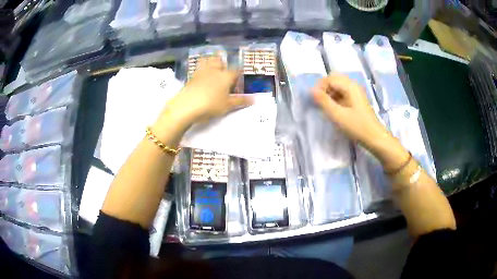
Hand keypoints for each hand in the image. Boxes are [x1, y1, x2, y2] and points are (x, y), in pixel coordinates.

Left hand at [163, 56, 252, 125]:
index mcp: (225, 76)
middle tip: (223, 67)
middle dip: (222, 62)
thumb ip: (240, 101)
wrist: (187, 105)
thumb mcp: (228, 105)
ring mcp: (201, 72)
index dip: (239, 72)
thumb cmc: (211, 105)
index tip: (240, 76)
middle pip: (219, 60)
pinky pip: (197, 69)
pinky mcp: (191, 77)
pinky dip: (200, 69)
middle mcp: (214, 70)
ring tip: (211, 67)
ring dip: (209, 61)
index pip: (235, 70)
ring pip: (206, 61)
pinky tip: (200, 76)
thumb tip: (254, 99)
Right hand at [311, 74, 387, 148]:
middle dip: (324, 89)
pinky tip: (335, 109)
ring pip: (338, 86)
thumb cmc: (357, 127)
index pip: (329, 79)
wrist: (375, 138)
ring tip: (326, 108)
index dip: (319, 87)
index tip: (315, 101)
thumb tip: (311, 90)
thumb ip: (323, 101)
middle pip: (334, 80)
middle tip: (320, 103)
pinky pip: (343, 93)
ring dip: (330, 94)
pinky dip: (336, 98)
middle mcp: (353, 85)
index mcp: (349, 86)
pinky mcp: (357, 100)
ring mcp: (356, 92)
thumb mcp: (338, 115)